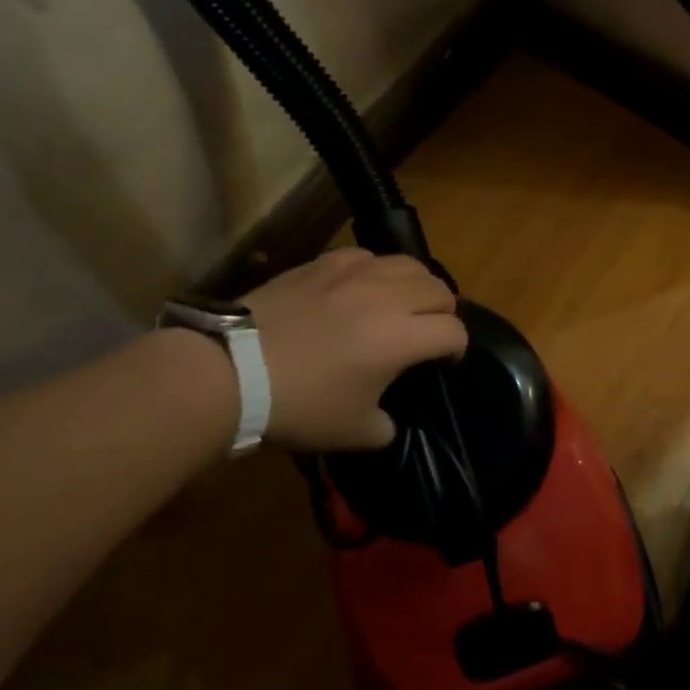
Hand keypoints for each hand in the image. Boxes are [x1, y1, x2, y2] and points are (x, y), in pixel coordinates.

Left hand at [240, 248, 465, 451]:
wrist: (233, 370)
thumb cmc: (300, 404)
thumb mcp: (353, 433)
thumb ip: (385, 426)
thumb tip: (387, 419)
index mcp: (404, 337)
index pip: (454, 332)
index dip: (456, 350)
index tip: (443, 364)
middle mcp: (389, 296)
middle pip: (440, 290)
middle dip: (443, 313)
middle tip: (427, 332)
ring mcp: (356, 274)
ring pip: (408, 263)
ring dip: (417, 285)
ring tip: (403, 301)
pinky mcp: (324, 263)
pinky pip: (366, 256)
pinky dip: (375, 270)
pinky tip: (361, 286)